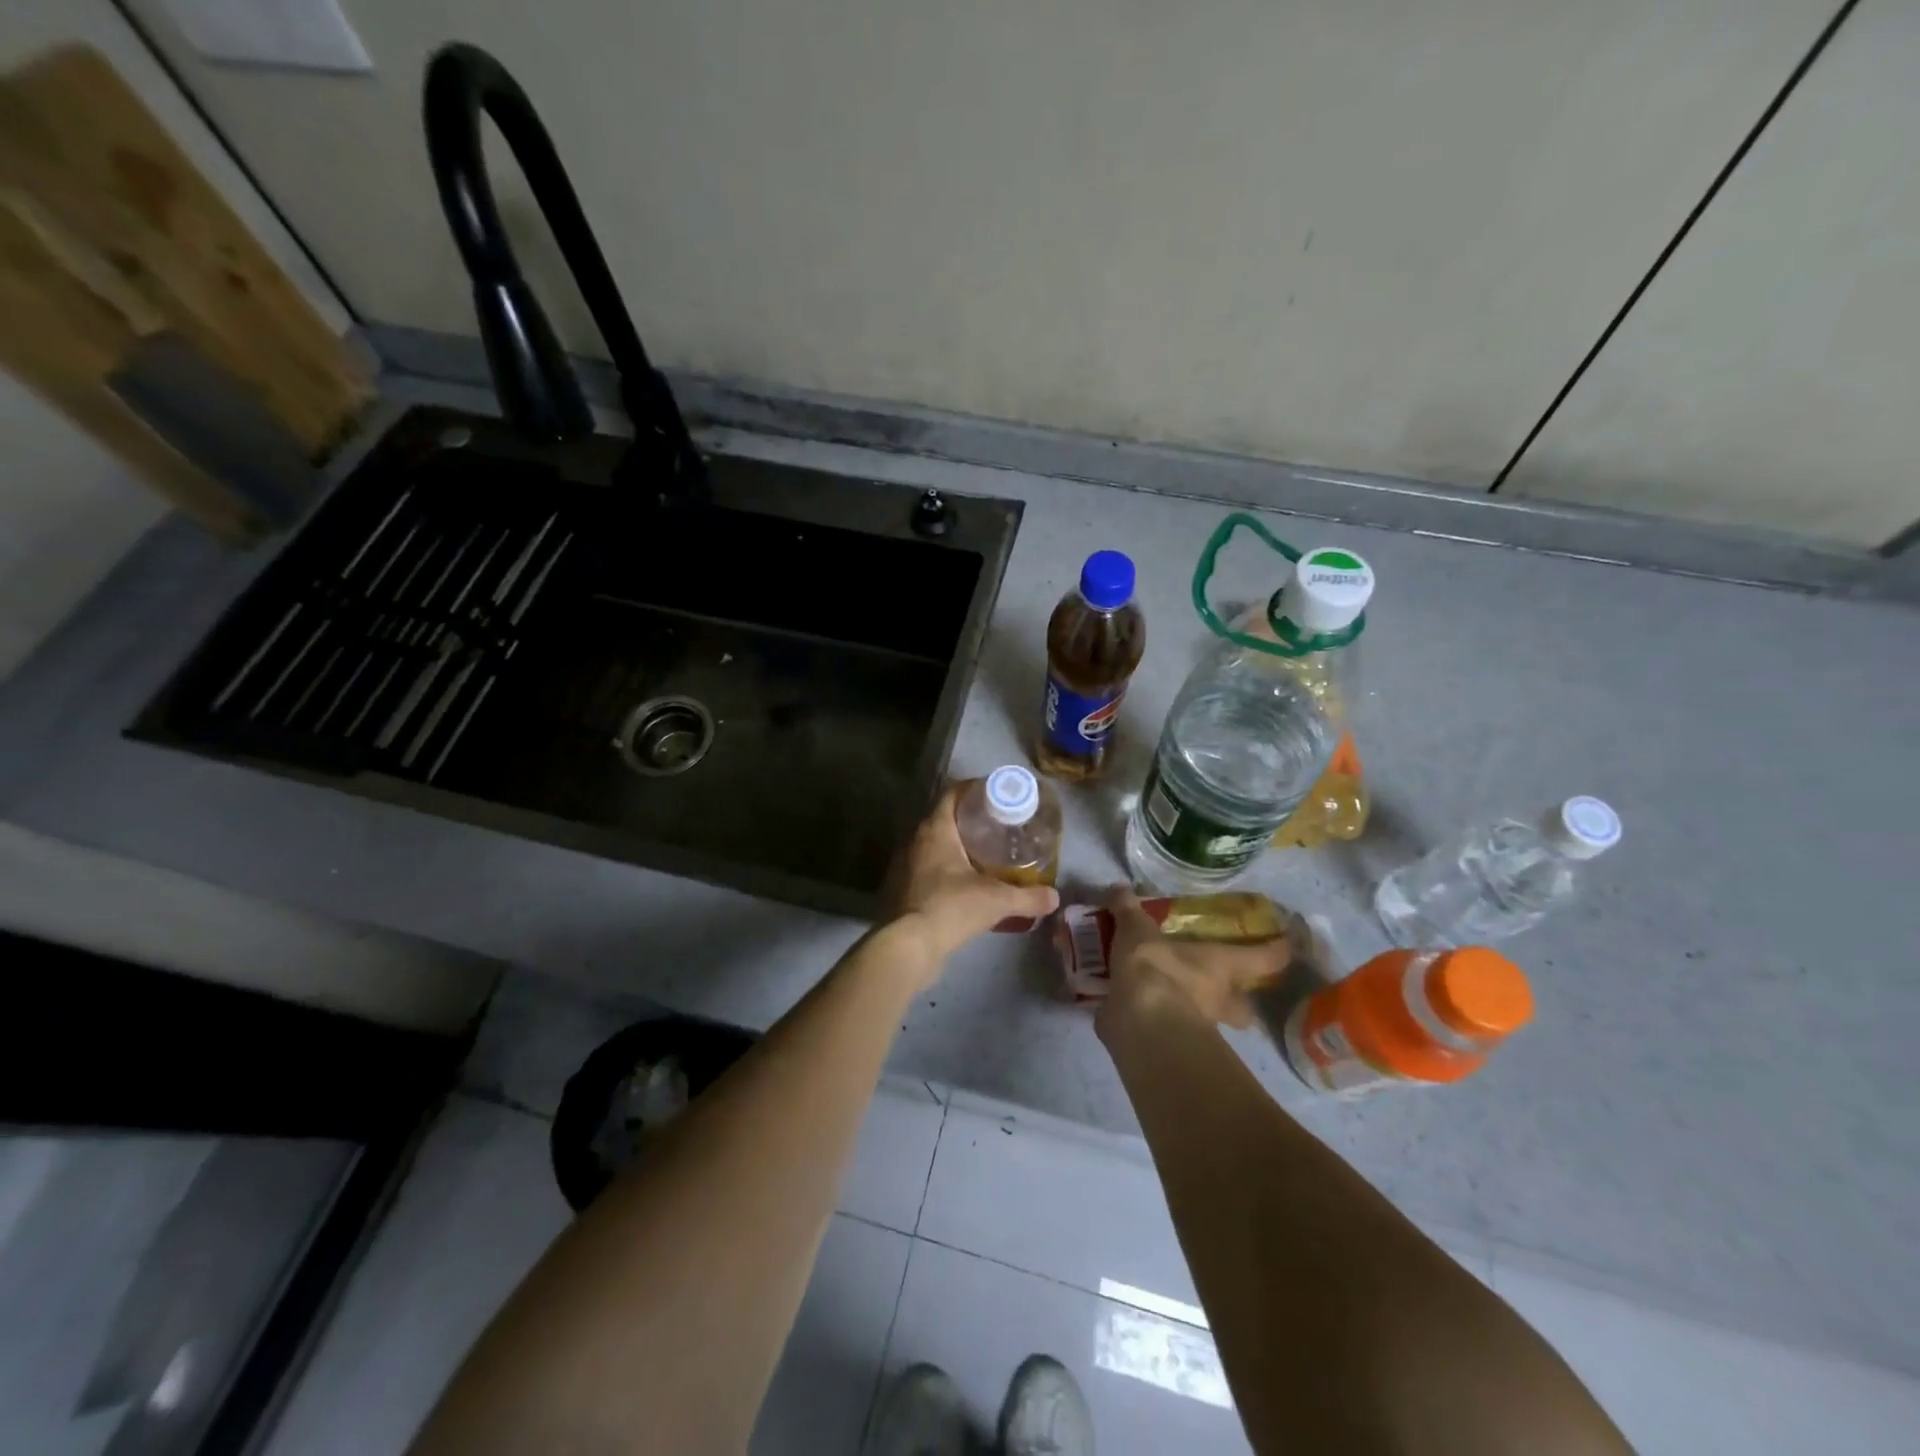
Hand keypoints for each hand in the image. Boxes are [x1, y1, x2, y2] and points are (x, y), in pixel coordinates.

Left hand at [890, 783, 1059, 962]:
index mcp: (935, 830)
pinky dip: (945, 869)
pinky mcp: (902, 889)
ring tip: (984, 854)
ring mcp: (905, 865)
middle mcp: (915, 841)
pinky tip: (964, 883)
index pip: (952, 794)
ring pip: (934, 845)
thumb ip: (1028, 897)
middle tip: (997, 826)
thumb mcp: (996, 900)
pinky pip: (927, 868)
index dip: (974, 789)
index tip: (996, 795)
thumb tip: (1054, 897)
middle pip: (943, 818)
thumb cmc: (950, 908)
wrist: (908, 947)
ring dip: (956, 846)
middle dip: (969, 820)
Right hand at [1098, 887, 1290, 1030]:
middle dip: (1239, 1001)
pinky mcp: (1174, 1048)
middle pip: (1245, 1007)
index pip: (1265, 958)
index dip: (1278, 950)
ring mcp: (1201, 1029)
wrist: (1139, 1023)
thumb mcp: (1137, 931)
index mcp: (1222, 966)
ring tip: (1173, 998)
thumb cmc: (1155, 969)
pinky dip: (1159, 1023)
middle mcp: (1220, 1000)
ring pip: (1212, 1024)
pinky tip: (1141, 1013)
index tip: (1286, 943)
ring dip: (1198, 1014)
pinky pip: (1173, 1033)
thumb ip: (1129, 911)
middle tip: (1221, 987)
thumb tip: (1119, 888)